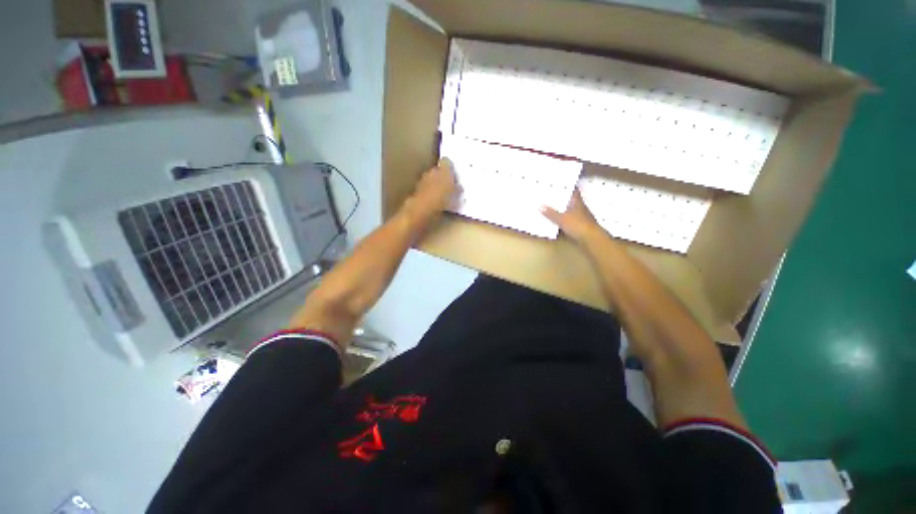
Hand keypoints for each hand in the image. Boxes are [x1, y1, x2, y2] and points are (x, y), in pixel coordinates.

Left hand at [410, 158, 457, 218]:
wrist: (423, 207)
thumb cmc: (443, 200)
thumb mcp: (456, 196)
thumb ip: (457, 189)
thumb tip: (459, 187)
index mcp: (444, 170)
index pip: (447, 161)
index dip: (450, 167)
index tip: (453, 175)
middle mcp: (433, 171)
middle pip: (438, 170)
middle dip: (442, 176)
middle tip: (448, 186)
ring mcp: (423, 179)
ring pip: (431, 178)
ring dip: (435, 183)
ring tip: (441, 194)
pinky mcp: (417, 188)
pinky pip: (425, 186)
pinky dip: (429, 190)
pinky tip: (433, 199)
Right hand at [541, 188, 601, 243]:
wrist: (591, 239)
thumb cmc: (578, 225)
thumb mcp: (561, 219)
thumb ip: (551, 213)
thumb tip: (540, 206)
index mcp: (577, 202)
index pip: (573, 191)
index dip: (568, 186)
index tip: (559, 183)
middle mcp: (580, 208)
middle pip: (570, 201)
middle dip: (562, 199)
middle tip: (550, 195)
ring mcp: (581, 218)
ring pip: (570, 211)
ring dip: (562, 210)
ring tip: (550, 208)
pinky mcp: (580, 227)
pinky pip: (569, 221)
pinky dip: (563, 220)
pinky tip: (556, 222)